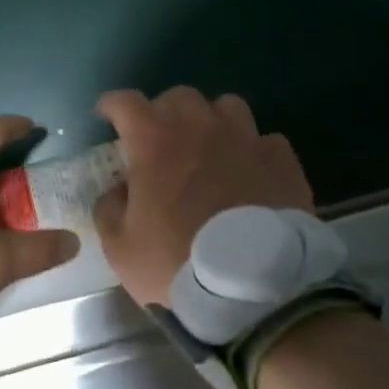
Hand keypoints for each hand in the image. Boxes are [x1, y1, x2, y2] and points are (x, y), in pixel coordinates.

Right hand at [93, 87, 314, 306]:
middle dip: (163, 112)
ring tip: (210, 147)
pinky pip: (264, 140)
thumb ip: (109, 209)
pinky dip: (252, 150)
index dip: (112, 105)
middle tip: (159, 140)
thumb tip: (117, 190)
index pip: (126, 102)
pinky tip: (249, 173)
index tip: (107, 117)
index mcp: (155, 142)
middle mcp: (200, 128)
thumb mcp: (120, 247)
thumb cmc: (176, 264)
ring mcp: (246, 139)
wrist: (252, 291)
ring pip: (227, 107)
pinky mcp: (281, 160)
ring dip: (211, 121)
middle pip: (179, 97)